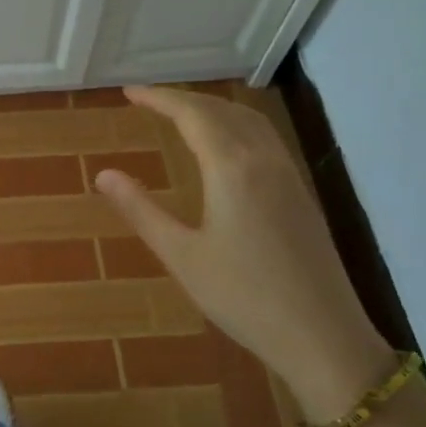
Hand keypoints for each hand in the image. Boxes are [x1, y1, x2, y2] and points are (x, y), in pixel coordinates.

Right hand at [95, 86, 393, 417]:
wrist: (322, 335)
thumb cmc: (243, 297)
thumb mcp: (181, 256)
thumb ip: (141, 210)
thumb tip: (103, 174)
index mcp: (232, 168)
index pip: (192, 114)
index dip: (159, 98)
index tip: (129, 92)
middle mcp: (264, 160)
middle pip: (222, 110)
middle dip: (183, 99)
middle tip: (148, 101)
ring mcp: (288, 176)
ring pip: (249, 121)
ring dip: (213, 109)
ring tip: (182, 115)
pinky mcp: (300, 194)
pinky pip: (265, 139)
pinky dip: (236, 125)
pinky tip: (225, 147)